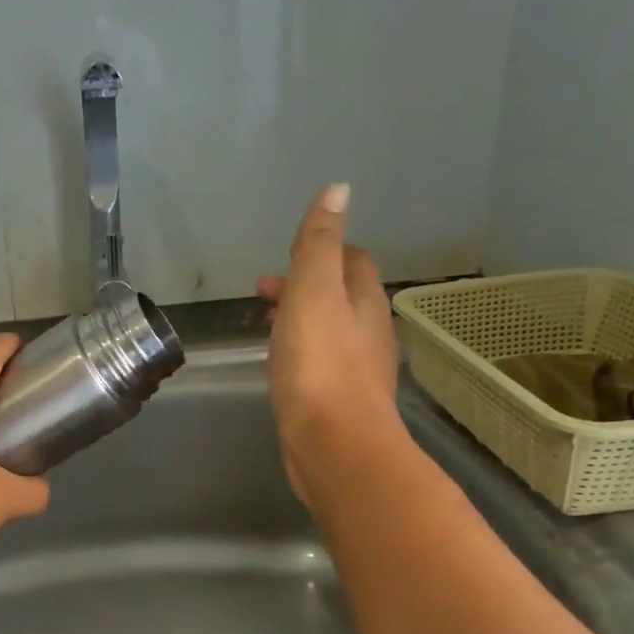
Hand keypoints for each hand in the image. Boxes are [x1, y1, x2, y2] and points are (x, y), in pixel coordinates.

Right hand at [257, 184, 400, 502]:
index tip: (288, 255)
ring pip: (330, 331)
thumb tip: (338, 189)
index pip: (352, 261)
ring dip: (301, 319)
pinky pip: (321, 363)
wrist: (335, 445)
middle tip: (263, 290)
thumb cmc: (320, 363)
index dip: (323, 251)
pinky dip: (301, 351)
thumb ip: (319, 243)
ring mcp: (357, 370)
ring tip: (267, 324)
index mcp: (364, 301)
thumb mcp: (313, 291)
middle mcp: (369, 332)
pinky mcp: (340, 402)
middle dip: (305, 285)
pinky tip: (282, 366)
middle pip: (340, 296)